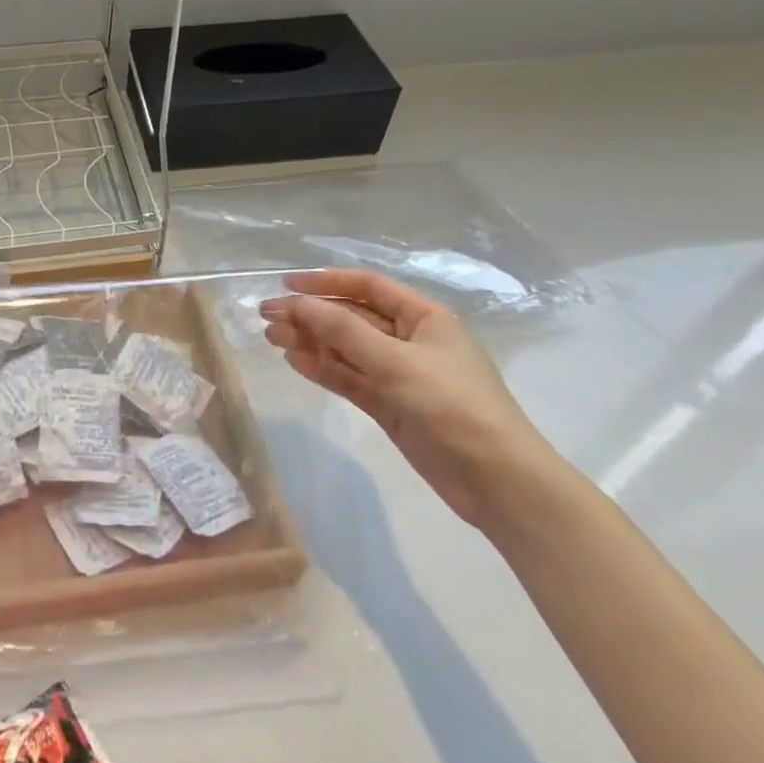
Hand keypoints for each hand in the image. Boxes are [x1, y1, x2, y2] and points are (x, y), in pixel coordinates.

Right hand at [261, 269, 552, 528]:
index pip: (368, 286)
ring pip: (346, 350)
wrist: (497, 480)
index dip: (327, 281)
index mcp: (424, 318)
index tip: (286, 284)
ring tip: (271, 338)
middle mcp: (411, 340)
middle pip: (352, 318)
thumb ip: (344, 331)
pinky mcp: (390, 405)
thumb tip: (298, 303)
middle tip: (267, 316)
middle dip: (311, 314)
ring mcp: (399, 375)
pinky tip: (294, 362)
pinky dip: (324, 370)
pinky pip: (350, 379)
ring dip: (311, 341)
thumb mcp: (396, 362)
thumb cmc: (453, 407)